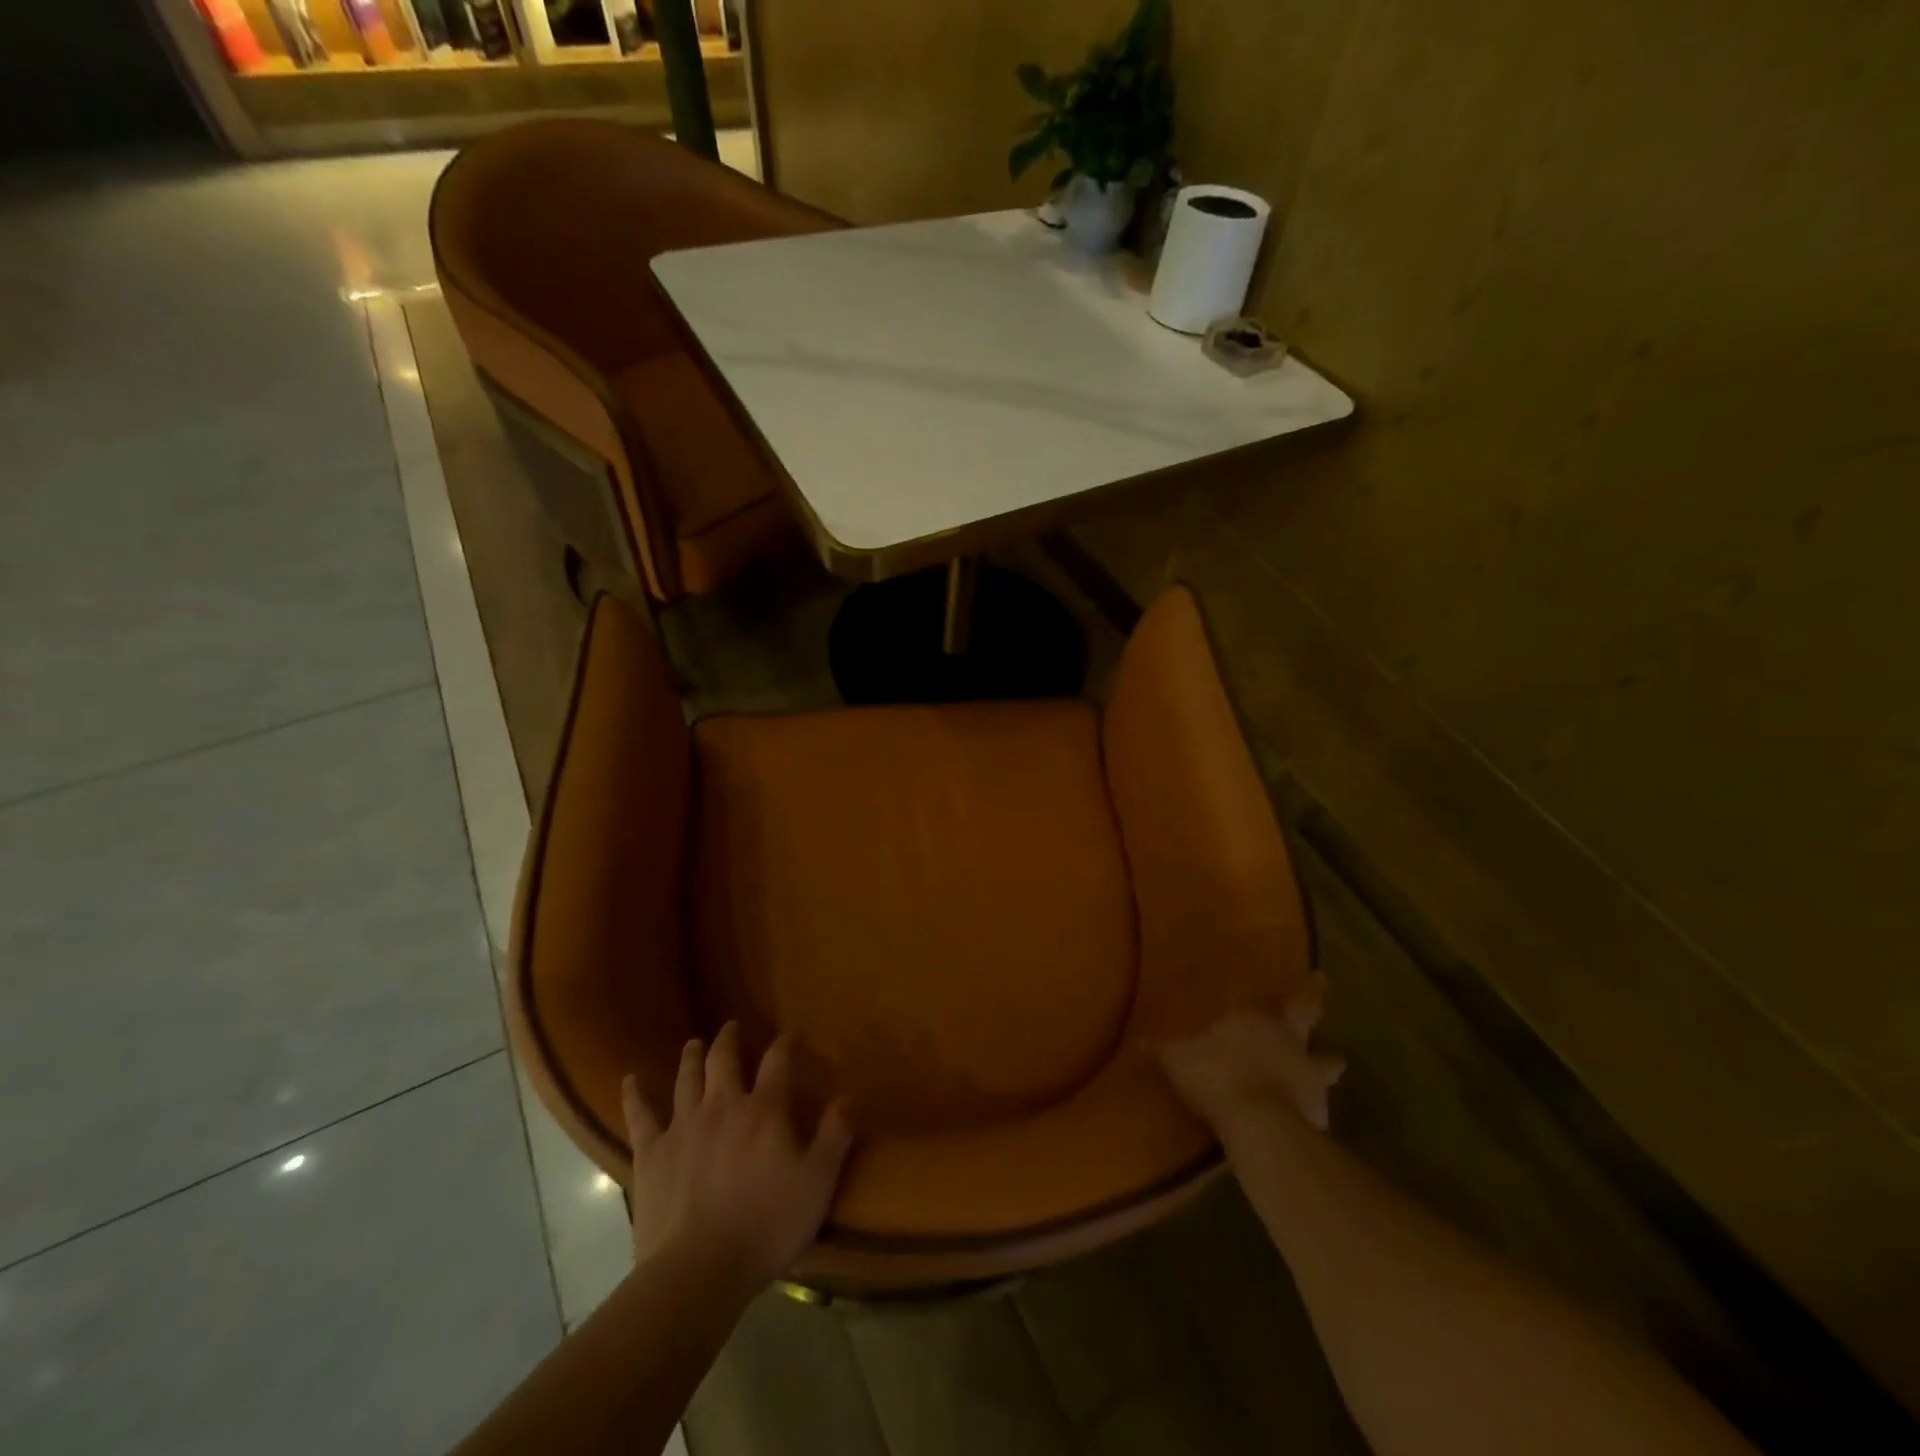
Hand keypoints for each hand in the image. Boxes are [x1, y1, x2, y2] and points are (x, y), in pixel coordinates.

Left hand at [621, 1022, 853, 1288]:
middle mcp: (723, 1105)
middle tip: (731, 1027)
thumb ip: (836, 1135)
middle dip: (730, 1040)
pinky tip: (629, 1080)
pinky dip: (635, 1095)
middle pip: (724, 1059)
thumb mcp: (817, 1182)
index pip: (777, 1061)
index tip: (790, 1035)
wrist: (697, 1272)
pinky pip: (641, 1116)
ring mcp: (683, 1126)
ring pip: (687, 1078)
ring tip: (694, 1043)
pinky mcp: (651, 1153)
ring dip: (692, 1057)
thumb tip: (852, 1094)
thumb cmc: (766, 1225)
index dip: (784, 1044)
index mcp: (764, 1110)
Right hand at [1159, 975, 1345, 1136]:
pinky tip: (1311, 1112)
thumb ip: (1161, 1049)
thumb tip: (1136, 1040)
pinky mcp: (1317, 1113)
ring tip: (1337, 1060)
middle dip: (1313, 997)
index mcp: (1257, 1021)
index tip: (1310, 971)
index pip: (1272, 994)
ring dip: (1329, 1060)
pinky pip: (1316, 1103)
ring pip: (1325, 1062)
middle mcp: (1288, 1041)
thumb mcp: (1178, 1060)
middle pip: (1306, 1013)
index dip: (1292, 983)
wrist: (1259, 1125)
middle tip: (1323, 983)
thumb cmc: (1217, 1077)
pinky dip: (1314, 1104)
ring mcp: (1308, 1076)